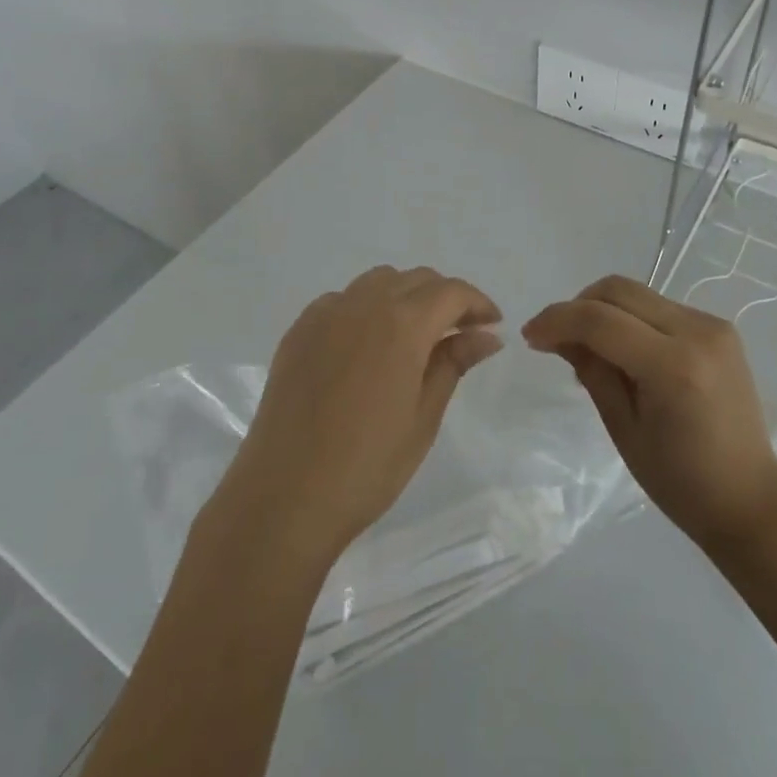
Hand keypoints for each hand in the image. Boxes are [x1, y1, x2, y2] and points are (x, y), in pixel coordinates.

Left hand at [209, 266, 503, 566]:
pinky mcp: (298, 330)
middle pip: (416, 279)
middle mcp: (363, 303)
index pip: (451, 292)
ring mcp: (325, 313)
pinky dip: (367, 308)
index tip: (492, 326)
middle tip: (460, 334)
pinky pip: (343, 300)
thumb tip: (487, 335)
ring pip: (378, 282)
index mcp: (402, 323)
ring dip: (406, 296)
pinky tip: (368, 345)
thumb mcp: (423, 417)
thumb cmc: (367, 465)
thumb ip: (453, 363)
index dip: (478, 303)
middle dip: (445, 298)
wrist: (284, 496)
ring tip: (415, 336)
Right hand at [523, 275, 776, 550]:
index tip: (530, 336)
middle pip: (618, 290)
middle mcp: (697, 332)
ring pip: (637, 293)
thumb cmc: (681, 482)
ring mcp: (712, 325)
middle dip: (577, 306)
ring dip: (602, 310)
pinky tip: (622, 350)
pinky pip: (659, 307)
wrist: (751, 499)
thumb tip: (561, 337)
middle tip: (553, 337)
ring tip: (586, 346)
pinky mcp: (718, 327)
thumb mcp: (624, 430)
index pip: (600, 321)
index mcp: (674, 367)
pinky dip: (630, 318)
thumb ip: (592, 372)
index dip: (557, 320)